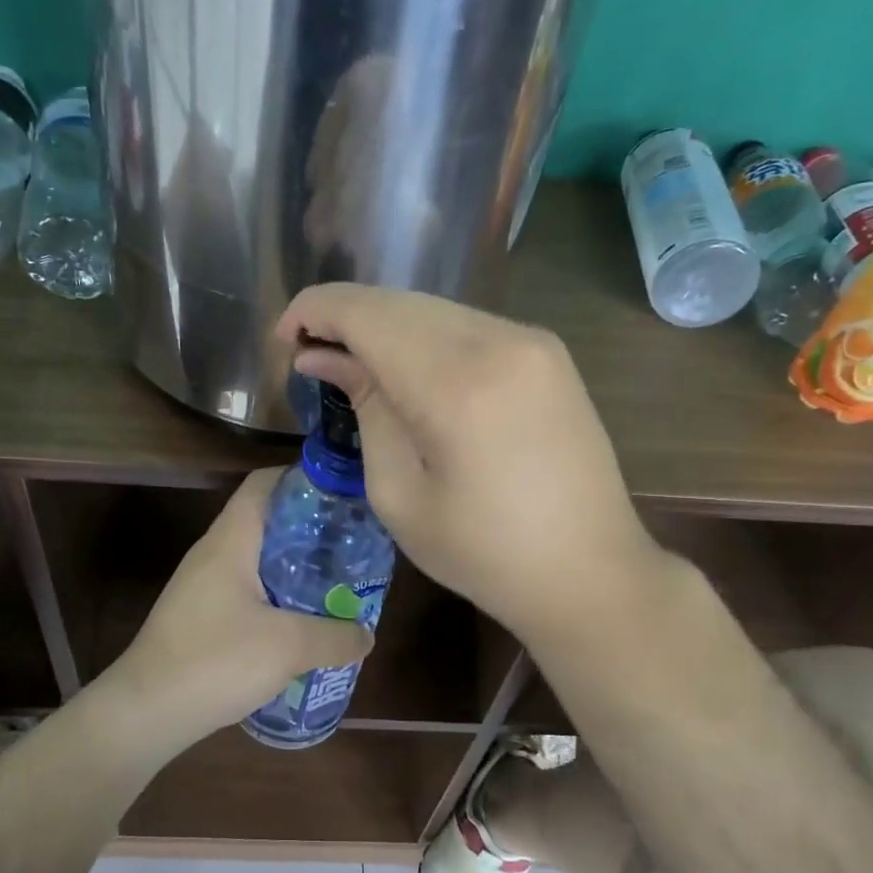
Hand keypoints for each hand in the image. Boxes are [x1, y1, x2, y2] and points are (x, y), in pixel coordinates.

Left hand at [106, 469, 374, 741]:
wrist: (145, 712)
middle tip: (352, 546)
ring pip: (259, 560)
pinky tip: (304, 624)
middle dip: (311, 529)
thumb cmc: (214, 661)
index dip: (303, 478)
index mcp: (231, 541)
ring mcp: (204, 586)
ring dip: (296, 567)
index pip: (264, 483)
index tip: (343, 494)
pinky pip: (249, 592)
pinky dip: (280, 597)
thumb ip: (335, 636)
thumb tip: (366, 635)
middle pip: (267, 521)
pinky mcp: (202, 617)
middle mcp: (214, 554)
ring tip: (337, 584)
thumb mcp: (288, 647)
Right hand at [278, 285, 663, 645]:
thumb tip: (324, 357)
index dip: (315, 311)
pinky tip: (408, 370)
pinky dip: (425, 336)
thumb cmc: (483, 553)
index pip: (367, 313)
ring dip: (385, 326)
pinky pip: (467, 324)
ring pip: (434, 308)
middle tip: (311, 356)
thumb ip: (365, 409)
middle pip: (399, 302)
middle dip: (345, 317)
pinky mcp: (548, 353)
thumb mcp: (399, 494)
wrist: (589, 571)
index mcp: (456, 385)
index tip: (284, 338)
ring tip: (354, 365)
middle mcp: (499, 342)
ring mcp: (532, 341)